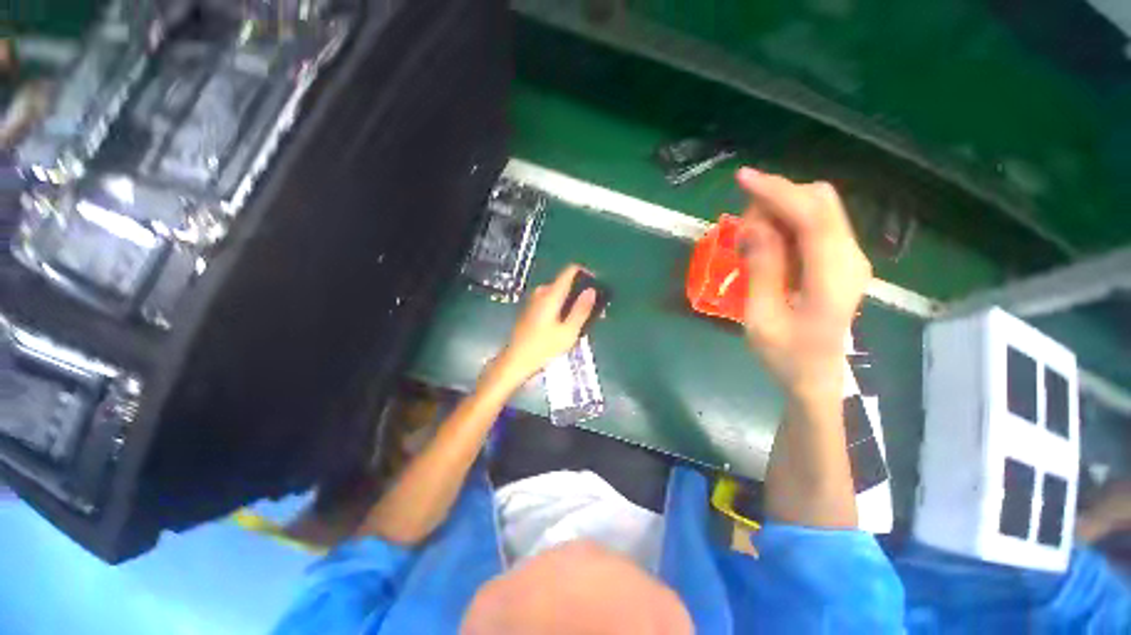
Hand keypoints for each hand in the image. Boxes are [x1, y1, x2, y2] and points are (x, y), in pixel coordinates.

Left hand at [492, 265, 595, 388]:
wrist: (515, 361)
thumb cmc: (543, 348)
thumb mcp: (568, 332)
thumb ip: (581, 309)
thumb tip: (592, 290)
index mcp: (551, 295)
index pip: (570, 271)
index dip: (586, 273)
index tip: (597, 284)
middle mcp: (542, 293)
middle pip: (565, 282)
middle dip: (581, 292)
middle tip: (594, 309)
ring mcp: (535, 301)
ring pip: (559, 293)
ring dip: (572, 301)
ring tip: (584, 319)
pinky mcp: (532, 310)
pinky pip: (552, 300)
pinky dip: (562, 306)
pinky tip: (568, 323)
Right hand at [737, 168, 870, 402]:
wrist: (819, 379)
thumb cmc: (787, 357)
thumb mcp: (761, 319)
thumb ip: (761, 270)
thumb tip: (753, 227)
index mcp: (832, 277)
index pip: (811, 216)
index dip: (777, 192)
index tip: (742, 179)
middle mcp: (850, 257)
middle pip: (820, 202)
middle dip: (776, 199)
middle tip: (742, 227)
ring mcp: (849, 257)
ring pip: (817, 210)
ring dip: (779, 212)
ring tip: (749, 239)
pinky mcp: (839, 260)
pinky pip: (813, 226)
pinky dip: (786, 224)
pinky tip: (765, 243)